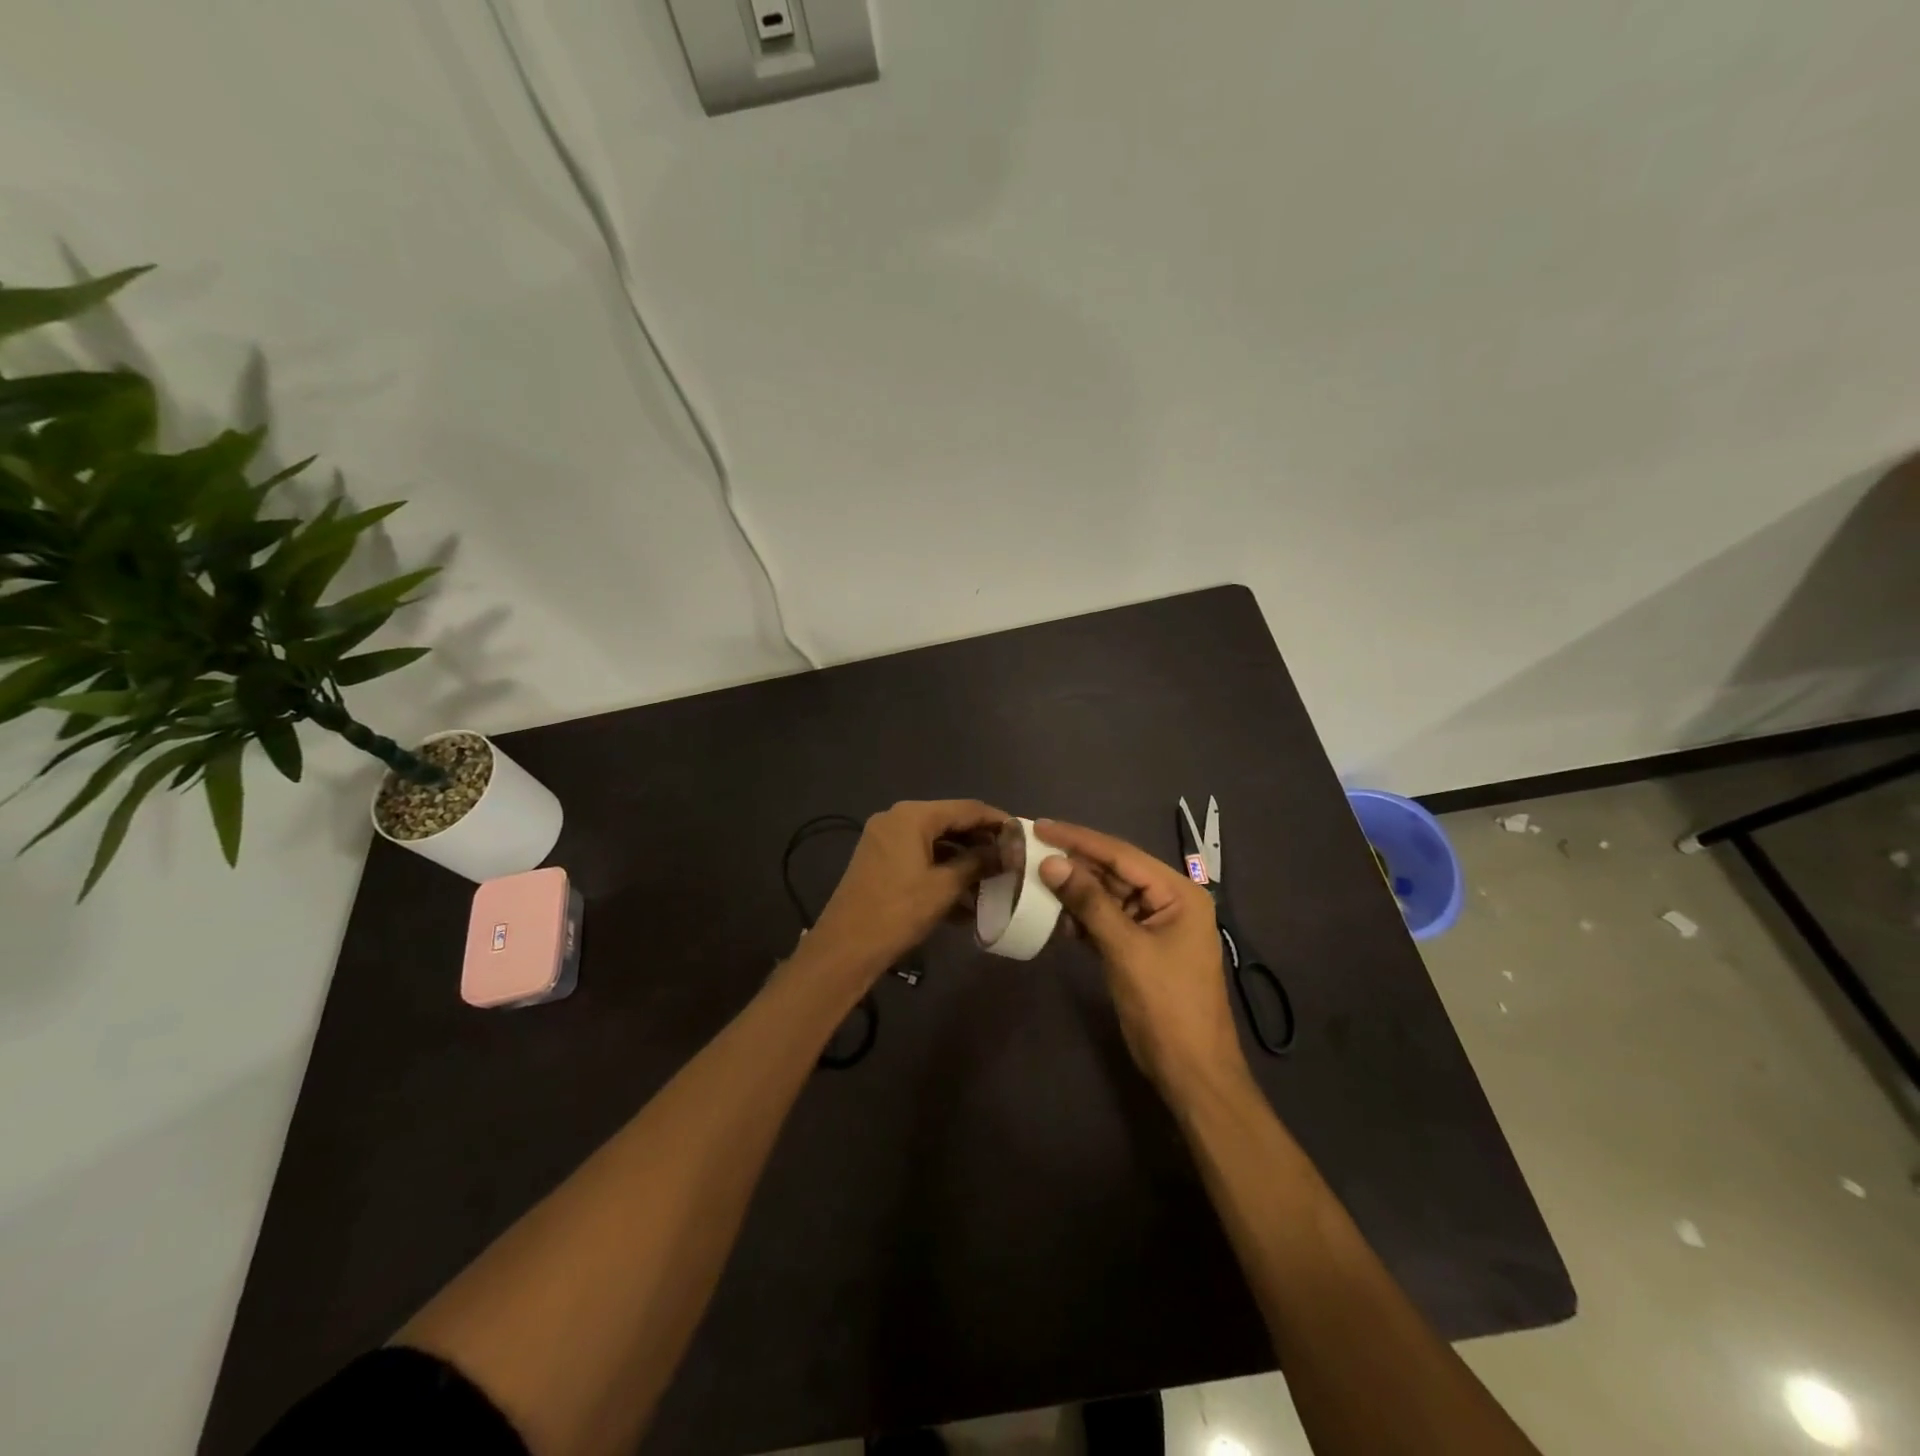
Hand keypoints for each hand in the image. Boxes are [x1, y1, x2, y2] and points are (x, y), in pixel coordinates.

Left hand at [806, 799, 1007, 974]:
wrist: (845, 948)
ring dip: (964, 863)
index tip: (1024, 835)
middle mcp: (897, 819)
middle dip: (981, 843)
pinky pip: (920, 859)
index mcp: (913, 816)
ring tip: (995, 883)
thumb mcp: (944, 887)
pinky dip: (943, 873)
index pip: (966, 808)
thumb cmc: (898, 911)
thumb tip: (1006, 852)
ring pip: (936, 844)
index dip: (997, 821)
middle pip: (951, 823)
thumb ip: (978, 863)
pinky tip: (966, 902)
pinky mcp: (881, 862)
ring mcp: (886, 840)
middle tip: (1012, 860)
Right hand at [1035, 819, 1248, 1100]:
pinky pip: (1108, 921)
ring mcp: (1156, 926)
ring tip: (1034, 876)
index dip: (1079, 839)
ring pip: (1109, 896)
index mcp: (1178, 893)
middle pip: (1115, 872)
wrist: (1191, 1072)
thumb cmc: (1165, 1005)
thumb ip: (1089, 902)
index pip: (1121, 854)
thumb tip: (1052, 863)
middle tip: (1031, 847)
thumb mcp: (1125, 948)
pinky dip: (1083, 918)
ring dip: (1075, 891)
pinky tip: (1054, 914)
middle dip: (1075, 863)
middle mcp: (1170, 901)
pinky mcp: (1142, 948)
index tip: (1040, 825)